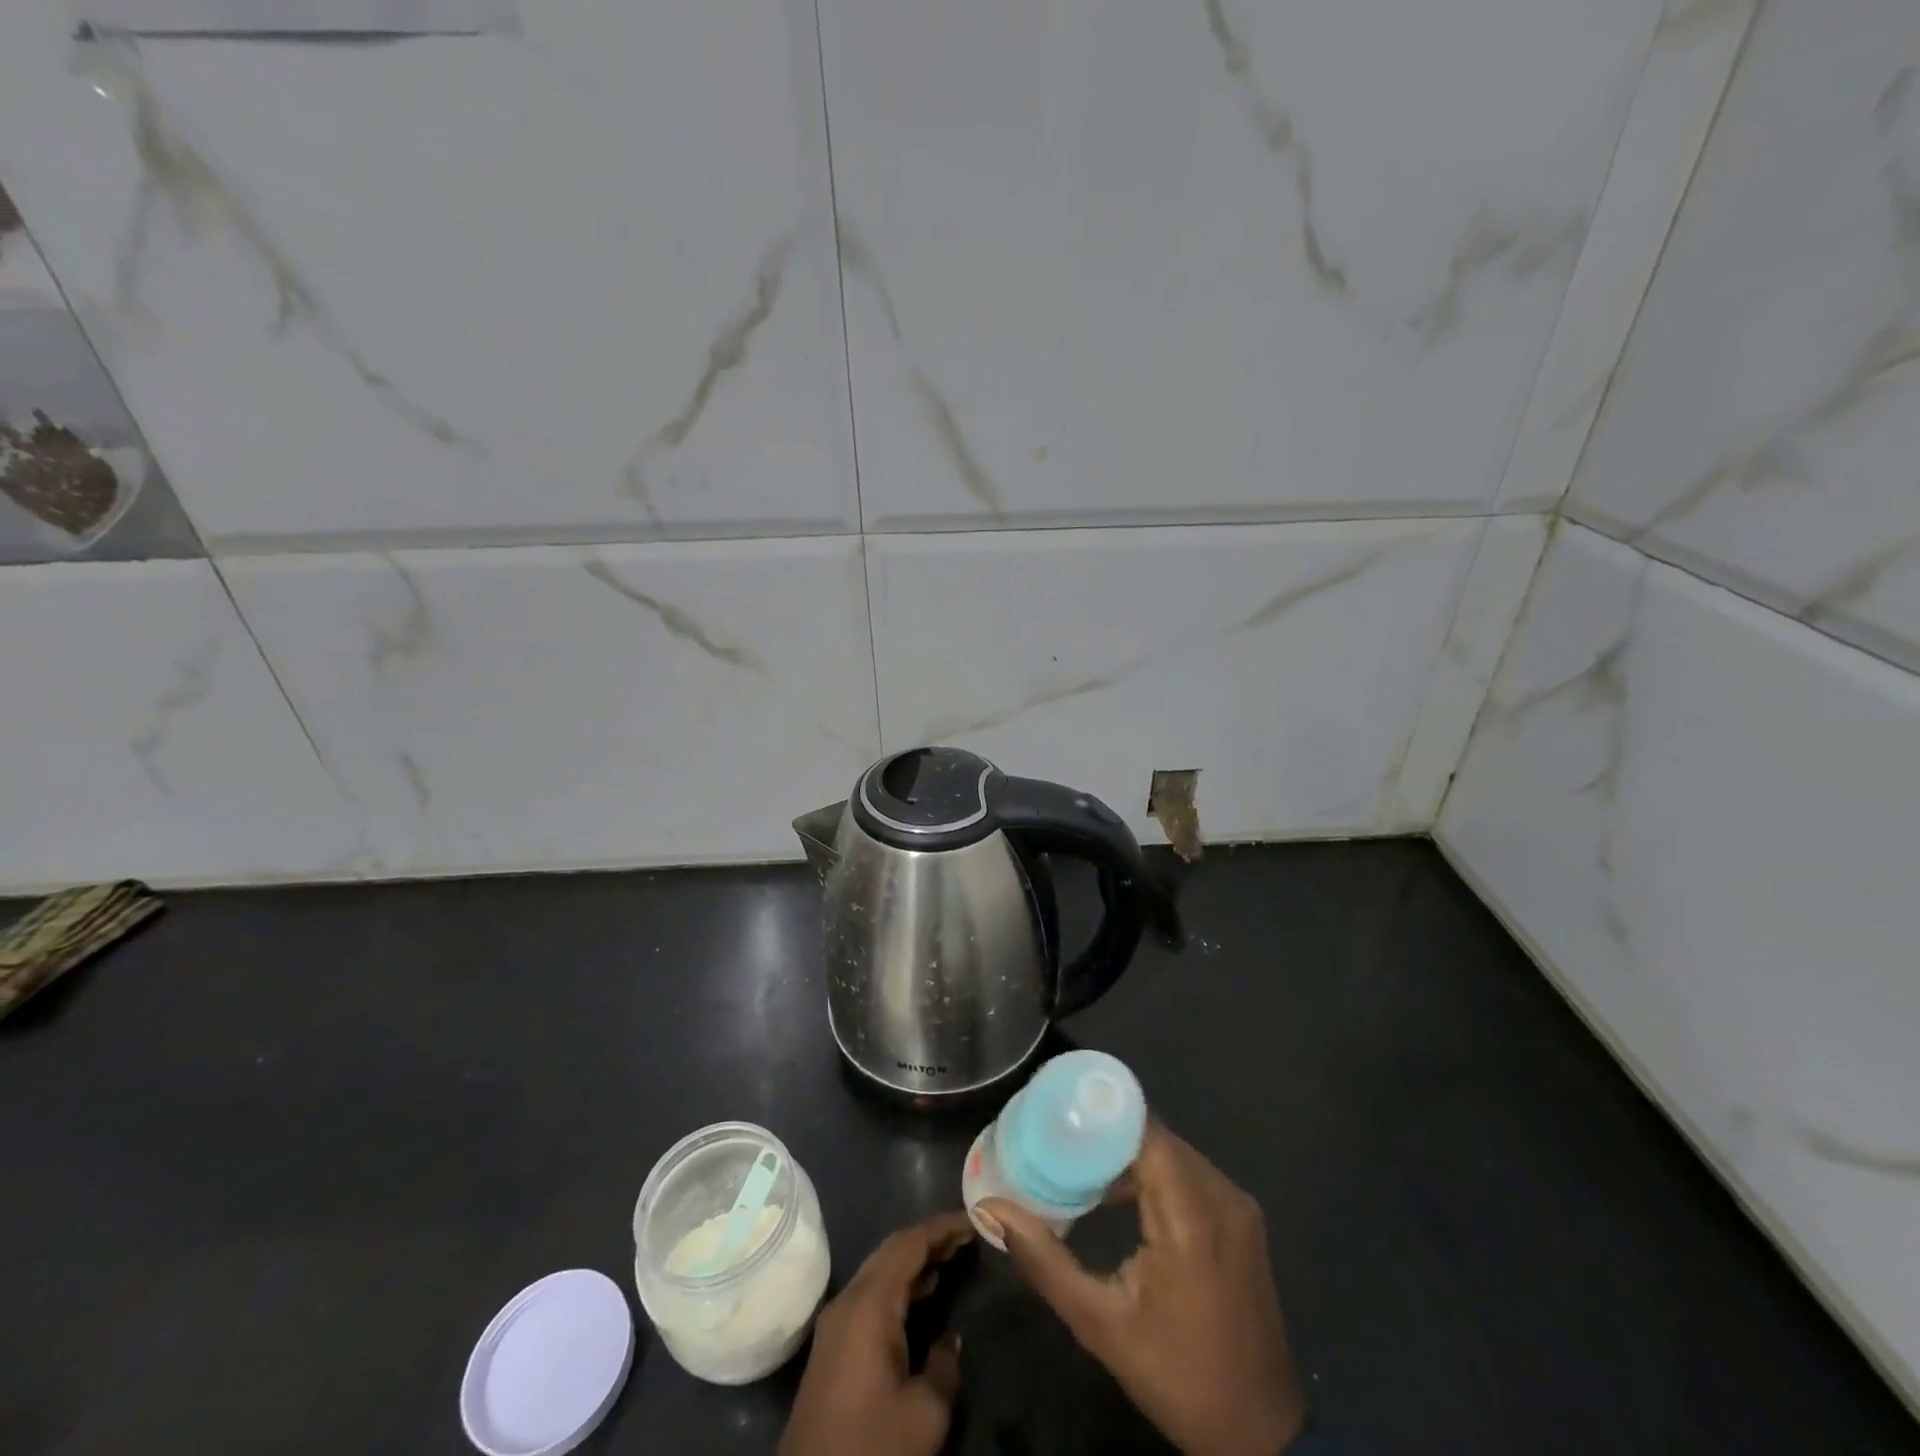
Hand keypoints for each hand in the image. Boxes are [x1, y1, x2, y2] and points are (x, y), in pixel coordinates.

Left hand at [778, 1211, 974, 1455]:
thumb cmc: (871, 1447)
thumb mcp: (924, 1414)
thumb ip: (945, 1366)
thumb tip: (950, 1339)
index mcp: (870, 1303)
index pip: (909, 1243)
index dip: (942, 1227)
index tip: (974, 1219)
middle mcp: (850, 1299)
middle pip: (893, 1249)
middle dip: (930, 1237)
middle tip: (967, 1235)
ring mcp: (837, 1320)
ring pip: (881, 1269)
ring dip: (915, 1259)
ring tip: (953, 1257)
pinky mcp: (834, 1342)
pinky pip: (872, 1292)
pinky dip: (901, 1282)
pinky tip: (924, 1293)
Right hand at [978, 1121, 1306, 1455]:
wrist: (1260, 1436)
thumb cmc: (1177, 1377)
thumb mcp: (1100, 1325)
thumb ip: (1044, 1261)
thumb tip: (992, 1208)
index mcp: (1192, 1216)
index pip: (1145, 1130)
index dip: (1102, 1112)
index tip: (1058, 1107)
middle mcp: (1222, 1196)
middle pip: (1156, 1136)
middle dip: (1107, 1131)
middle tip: (1057, 1134)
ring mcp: (1238, 1207)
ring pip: (1173, 1152)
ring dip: (1130, 1151)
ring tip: (1079, 1159)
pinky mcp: (1242, 1220)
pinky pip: (1190, 1173)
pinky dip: (1155, 1171)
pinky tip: (1120, 1192)